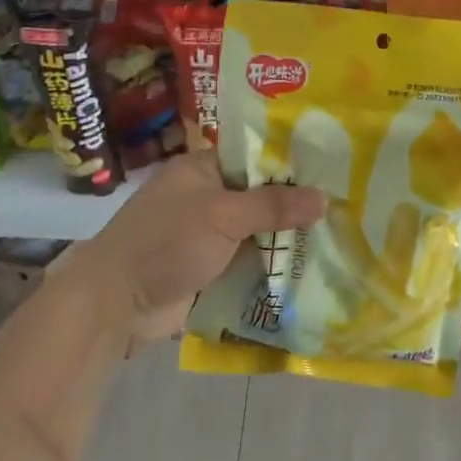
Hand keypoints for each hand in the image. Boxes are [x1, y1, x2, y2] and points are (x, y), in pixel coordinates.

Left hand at [65, 150, 325, 349]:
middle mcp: (205, 197)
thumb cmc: (166, 243)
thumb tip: (324, 198)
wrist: (116, 304)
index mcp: (202, 170)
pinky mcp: (209, 268)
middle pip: (259, 196)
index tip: (331, 170)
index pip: (254, 156)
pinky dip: (271, 265)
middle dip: (294, 205)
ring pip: (256, 231)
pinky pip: (248, 261)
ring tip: (339, 237)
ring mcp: (207, 235)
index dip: (290, 163)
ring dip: (286, 238)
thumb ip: (273, 206)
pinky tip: (310, 268)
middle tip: (344, 207)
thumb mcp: (222, 216)